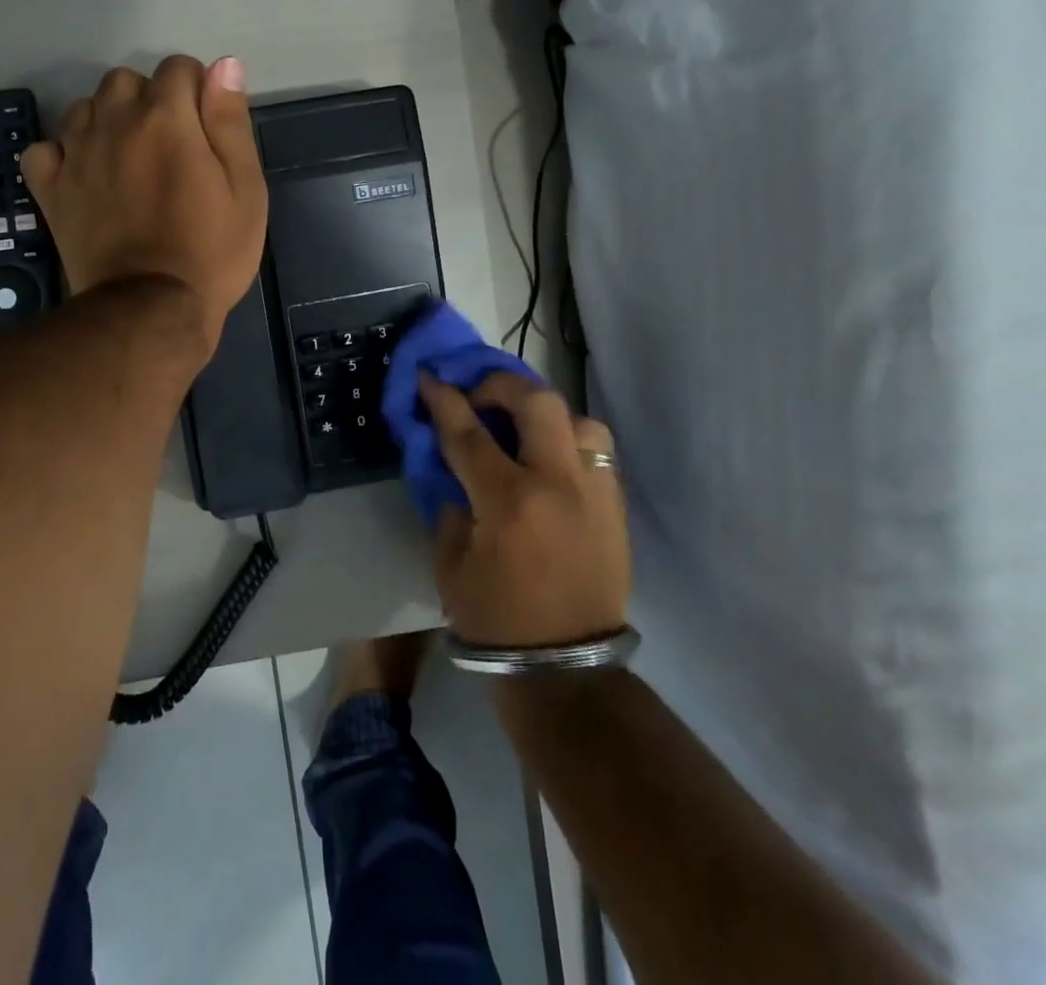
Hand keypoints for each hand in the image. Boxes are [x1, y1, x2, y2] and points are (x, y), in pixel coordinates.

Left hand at [22, 55, 267, 352]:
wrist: (151, 309)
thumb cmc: (211, 251)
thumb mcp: (245, 189)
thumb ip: (231, 122)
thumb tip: (224, 65)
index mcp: (166, 117)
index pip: (179, 67)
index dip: (197, 91)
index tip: (206, 129)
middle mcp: (114, 122)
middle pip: (126, 80)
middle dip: (149, 100)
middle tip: (169, 147)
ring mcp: (76, 154)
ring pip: (85, 107)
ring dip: (107, 121)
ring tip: (127, 160)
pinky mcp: (51, 188)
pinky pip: (45, 149)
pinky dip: (62, 154)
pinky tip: (82, 174)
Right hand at [421, 371, 630, 646]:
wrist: (564, 669)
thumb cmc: (495, 619)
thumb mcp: (450, 563)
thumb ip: (450, 505)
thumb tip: (455, 470)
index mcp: (508, 501)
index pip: (469, 432)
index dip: (444, 400)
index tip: (429, 377)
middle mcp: (557, 484)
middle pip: (537, 402)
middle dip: (501, 386)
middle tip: (480, 398)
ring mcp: (595, 493)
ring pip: (579, 419)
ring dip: (545, 414)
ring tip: (524, 430)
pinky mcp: (616, 508)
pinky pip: (596, 452)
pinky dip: (569, 442)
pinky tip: (549, 461)